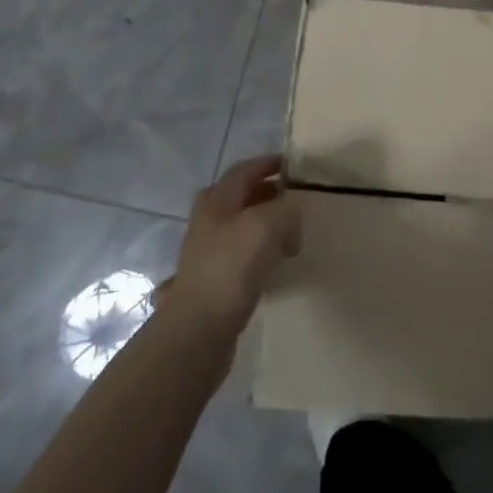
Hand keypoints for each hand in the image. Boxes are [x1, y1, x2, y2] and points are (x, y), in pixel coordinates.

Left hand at [164, 155, 302, 341]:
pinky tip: (276, 264)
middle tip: (294, 200)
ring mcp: (208, 252)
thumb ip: (286, 208)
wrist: (198, 329)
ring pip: (242, 226)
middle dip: (268, 194)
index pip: (245, 170)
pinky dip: (262, 251)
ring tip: (291, 234)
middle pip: (240, 197)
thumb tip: (291, 212)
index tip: (294, 165)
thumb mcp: (268, 224)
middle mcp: (209, 221)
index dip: (269, 163)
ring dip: (266, 225)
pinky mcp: (214, 280)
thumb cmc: (231, 267)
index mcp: (217, 200)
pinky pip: (243, 254)